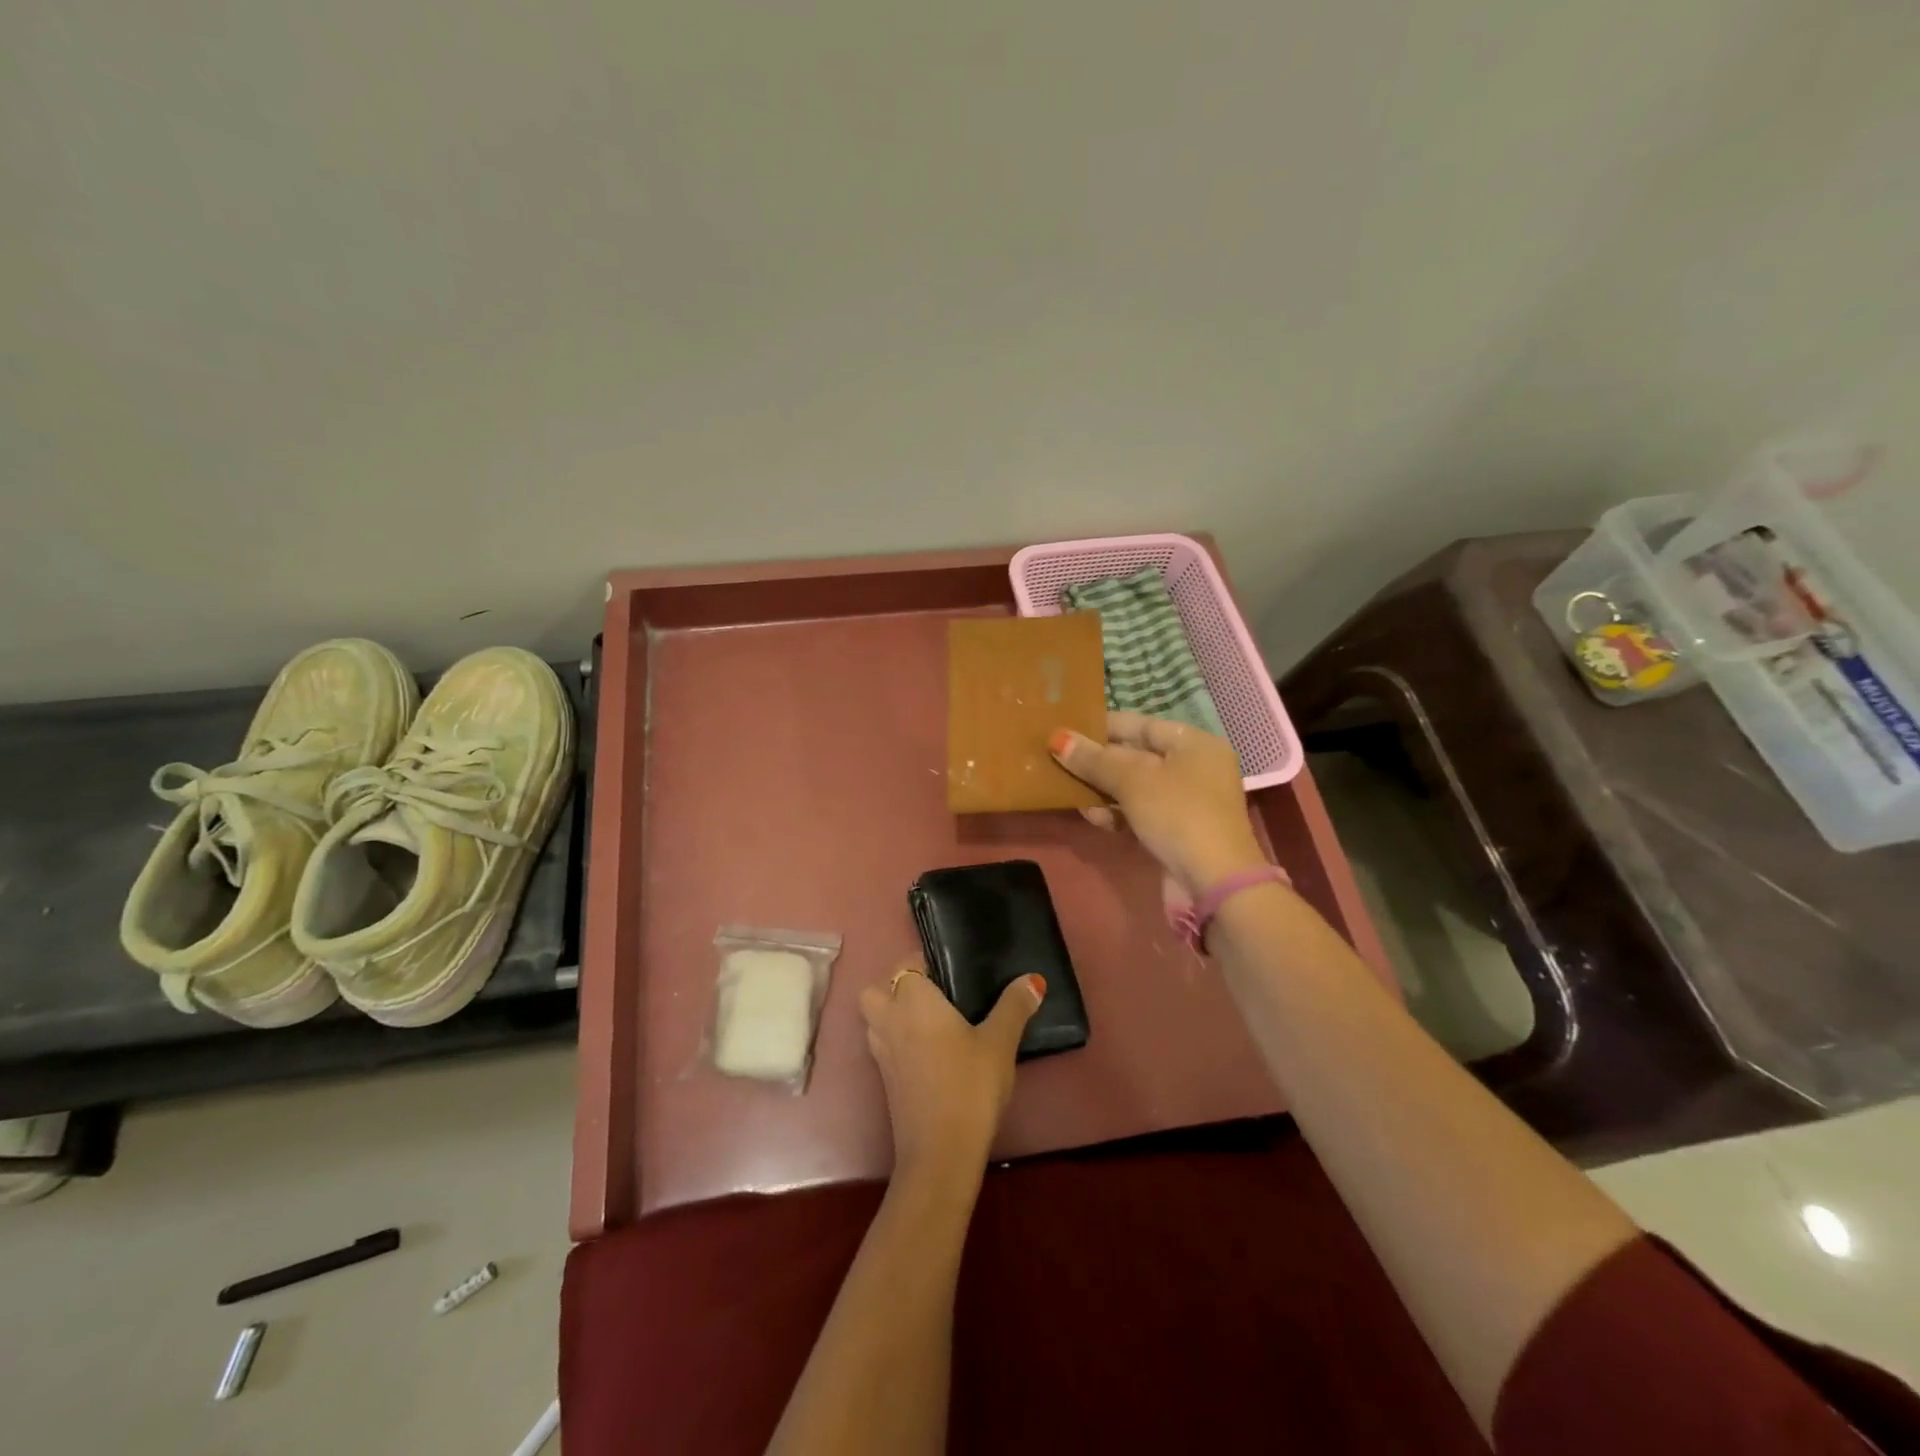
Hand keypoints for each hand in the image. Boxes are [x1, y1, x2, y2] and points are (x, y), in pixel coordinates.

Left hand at [859, 961, 1042, 1186]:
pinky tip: (929, 1051)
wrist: (940, 1152)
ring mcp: (881, 1053)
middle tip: (933, 994)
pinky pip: (882, 1045)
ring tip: (931, 1020)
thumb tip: (1033, 979)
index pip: (906, 964)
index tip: (951, 970)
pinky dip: (896, 1040)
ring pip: (874, 1018)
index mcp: (913, 1000)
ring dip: (892, 1013)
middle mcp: (889, 1020)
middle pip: (877, 989)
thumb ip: (1014, 1007)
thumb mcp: (1000, 1042)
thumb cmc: (969, 1086)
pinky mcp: (884, 1080)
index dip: (924, 962)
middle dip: (895, 986)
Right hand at [1050, 712, 1267, 896]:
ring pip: (1135, 787)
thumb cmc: (1177, 814)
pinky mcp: (1177, 831)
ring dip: (1102, 789)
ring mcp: (1187, 802)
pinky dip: (1117, 812)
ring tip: (1069, 791)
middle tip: (1060, 760)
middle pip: (1137, 755)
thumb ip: (1094, 759)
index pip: (1142, 724)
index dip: (1104, 725)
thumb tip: (1058, 739)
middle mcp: (1194, 767)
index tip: (1068, 729)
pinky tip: (1093, 817)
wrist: (1214, 881)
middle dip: (1099, 760)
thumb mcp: (1132, 781)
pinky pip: (1140, 812)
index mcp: (1194, 743)